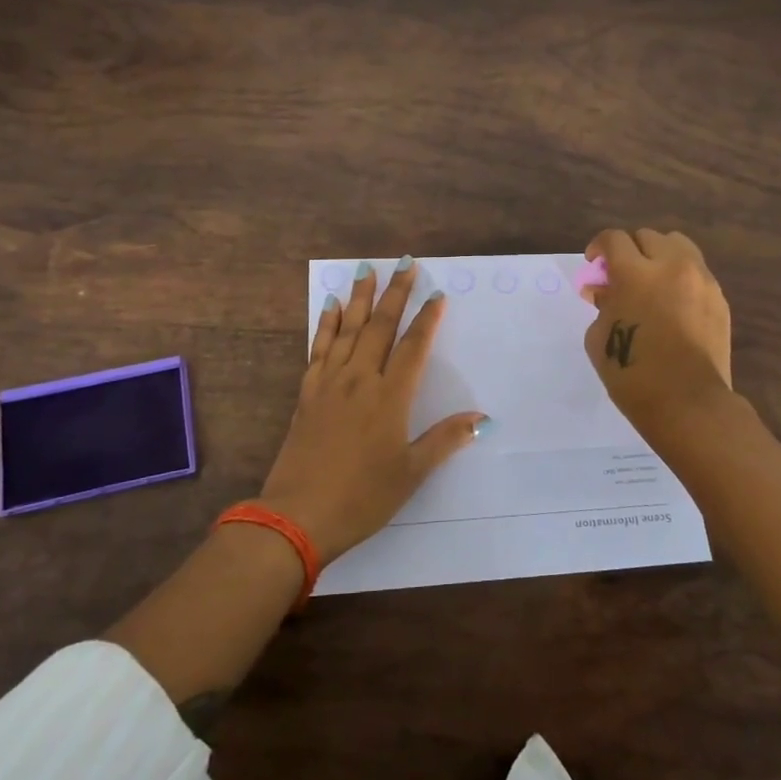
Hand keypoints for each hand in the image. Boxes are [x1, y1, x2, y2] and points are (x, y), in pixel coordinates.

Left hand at [259, 260, 485, 561]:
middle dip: (394, 293)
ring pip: (347, 329)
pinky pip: (319, 348)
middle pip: (380, 326)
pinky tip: (328, 306)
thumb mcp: (410, 473)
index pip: (413, 346)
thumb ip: (444, 440)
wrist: (297, 516)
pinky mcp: (307, 393)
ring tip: (366, 269)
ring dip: (359, 297)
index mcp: (390, 397)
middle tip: (404, 263)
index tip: (436, 294)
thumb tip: (483, 418)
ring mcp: (330, 383)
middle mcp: (360, 380)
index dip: (427, 318)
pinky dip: (325, 324)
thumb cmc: (362, 497)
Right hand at [581, 228, 732, 433]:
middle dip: (629, 250)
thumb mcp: (599, 338)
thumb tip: (603, 290)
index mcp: (635, 273)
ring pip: (678, 246)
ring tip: (650, 281)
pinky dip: (680, 276)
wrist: (688, 404)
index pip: (614, 239)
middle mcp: (671, 266)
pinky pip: (697, 271)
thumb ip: (602, 304)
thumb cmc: (633, 374)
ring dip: (658, 256)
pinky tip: (672, 303)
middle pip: (648, 236)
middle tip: (621, 275)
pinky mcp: (719, 298)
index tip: (594, 264)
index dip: (599, 247)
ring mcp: (701, 280)